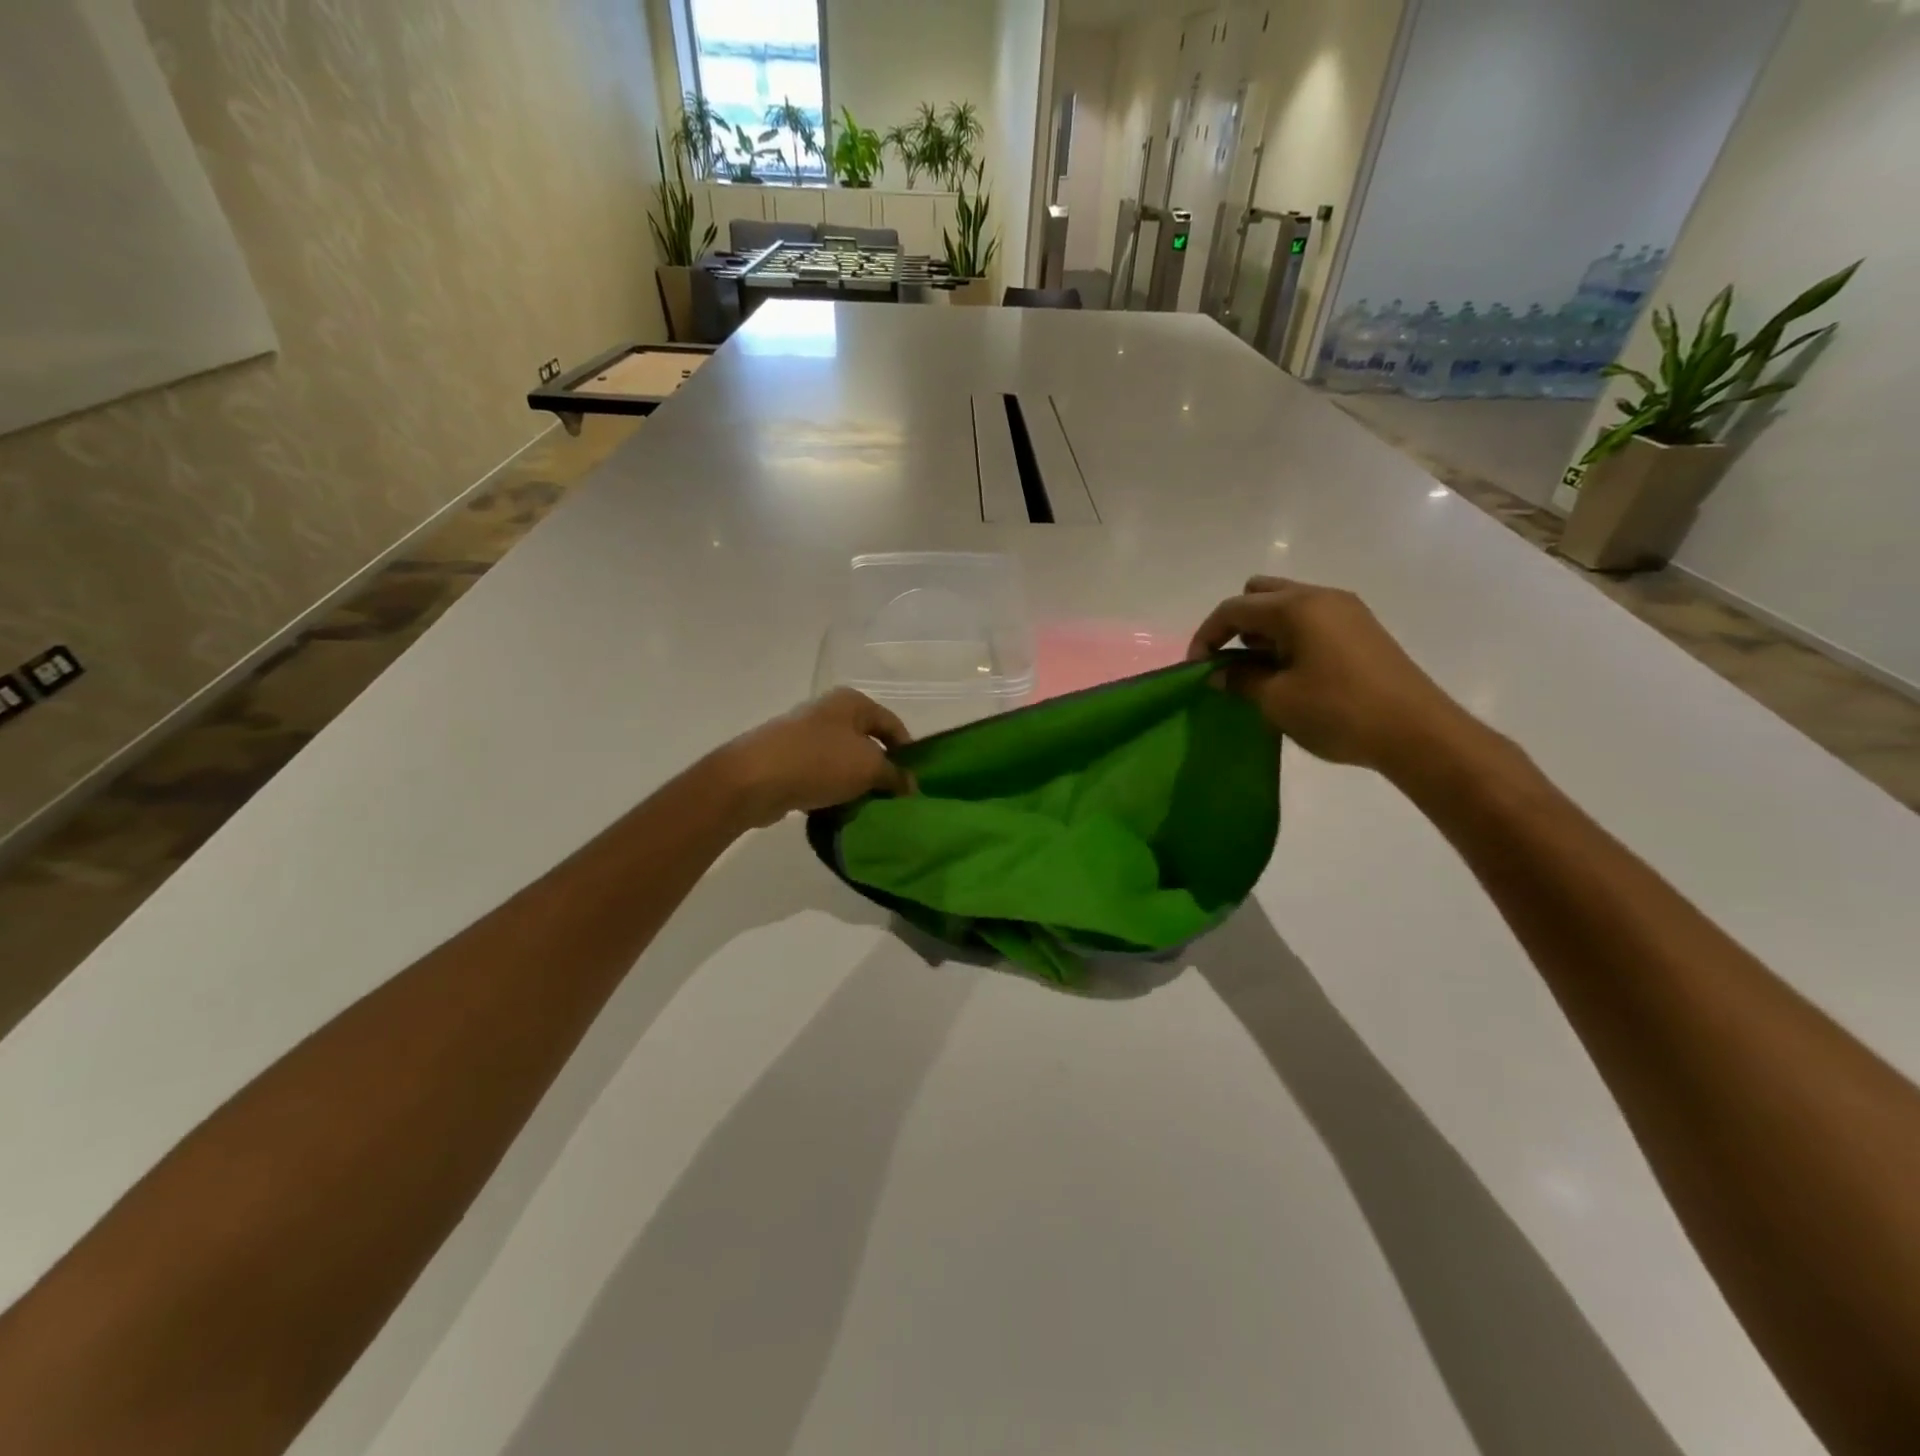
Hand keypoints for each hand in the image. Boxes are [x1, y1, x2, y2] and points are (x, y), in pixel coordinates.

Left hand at [709, 688, 913, 828]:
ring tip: (866, 809)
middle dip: (880, 771)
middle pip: (866, 743)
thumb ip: (895, 775)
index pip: (892, 724)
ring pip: (842, 762)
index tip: (914, 783)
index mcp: (852, 702)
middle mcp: (828, 712)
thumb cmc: (820, 762)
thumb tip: (909, 785)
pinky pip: (819, 776)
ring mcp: (804, 735)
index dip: (908, 752)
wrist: (754, 779)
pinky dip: (830, 792)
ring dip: (855, 785)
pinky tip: (836, 812)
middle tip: (892, 799)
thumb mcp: (870, 768)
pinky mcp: (786, 760)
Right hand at [1188, 576, 1477, 773]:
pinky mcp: (1362, 629)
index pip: (1234, 609)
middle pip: (1261, 594)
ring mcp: (1346, 611)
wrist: (1416, 732)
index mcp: (1295, 607)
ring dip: (1264, 631)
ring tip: (1259, 672)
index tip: (1195, 669)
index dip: (1207, 636)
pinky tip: (1291, 673)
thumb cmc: (1337, 711)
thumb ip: (1240, 679)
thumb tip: (1218, 673)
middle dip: (1237, 624)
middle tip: (1231, 662)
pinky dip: (1290, 637)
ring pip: (1288, 605)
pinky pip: (1311, 619)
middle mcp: (1320, 597)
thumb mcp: (1276, 700)